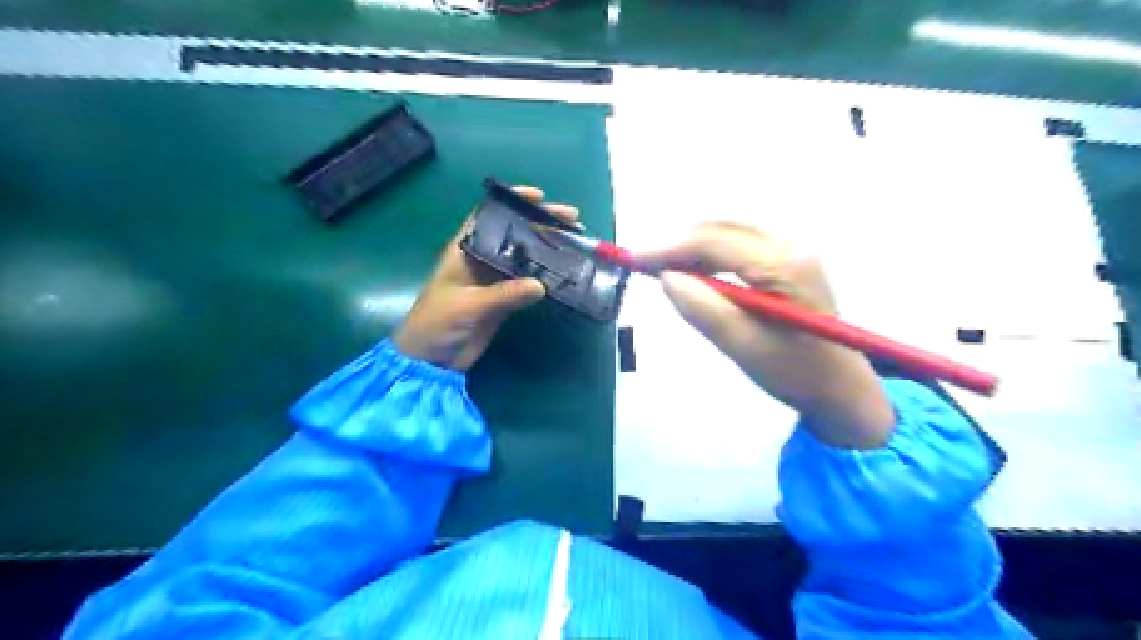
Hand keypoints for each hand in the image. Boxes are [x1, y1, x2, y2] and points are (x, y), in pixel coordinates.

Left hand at [397, 186, 582, 369]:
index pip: (489, 216)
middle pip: (514, 235)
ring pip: (524, 258)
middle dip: (540, 224)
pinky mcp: (503, 301)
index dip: (512, 202)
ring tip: (575, 242)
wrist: (430, 361)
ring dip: (547, 250)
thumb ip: (503, 295)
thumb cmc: (437, 324)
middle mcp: (481, 260)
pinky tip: (565, 273)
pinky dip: (545, 278)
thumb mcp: (468, 305)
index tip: (539, 197)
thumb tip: (542, 286)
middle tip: (572, 220)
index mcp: (465, 250)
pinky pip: (527, 285)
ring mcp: (493, 281)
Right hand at [638, 222, 896, 449]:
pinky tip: (695, 273)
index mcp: (784, 264)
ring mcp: (793, 247)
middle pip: (720, 228)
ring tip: (663, 272)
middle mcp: (791, 243)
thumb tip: (666, 277)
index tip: (632, 259)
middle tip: (643, 268)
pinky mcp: (789, 258)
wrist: (842, 388)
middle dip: (678, 245)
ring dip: (692, 248)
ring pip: (728, 233)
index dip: (668, 248)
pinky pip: (739, 244)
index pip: (714, 242)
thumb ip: (703, 310)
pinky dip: (709, 254)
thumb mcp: (744, 348)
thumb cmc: (796, 373)